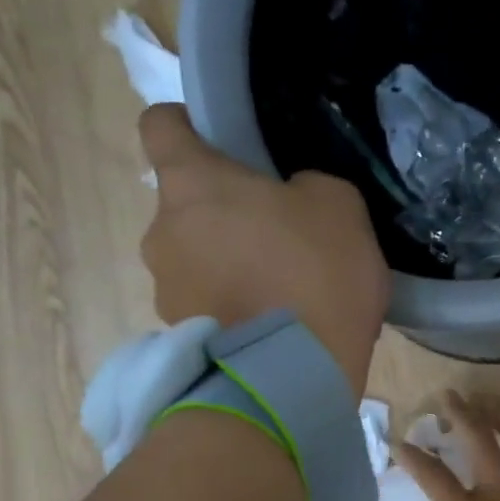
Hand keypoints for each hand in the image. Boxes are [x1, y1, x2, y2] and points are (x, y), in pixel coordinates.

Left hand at [139, 105, 389, 393]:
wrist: (294, 377)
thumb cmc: (314, 275)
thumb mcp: (339, 206)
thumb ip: (305, 187)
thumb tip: (288, 200)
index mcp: (191, 182)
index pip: (160, 124)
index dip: (189, 126)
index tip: (225, 145)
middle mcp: (161, 232)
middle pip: (184, 204)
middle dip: (223, 213)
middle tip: (276, 237)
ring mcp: (165, 290)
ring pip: (194, 258)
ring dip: (227, 265)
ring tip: (278, 294)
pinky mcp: (178, 337)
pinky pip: (206, 305)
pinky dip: (231, 307)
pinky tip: (272, 326)